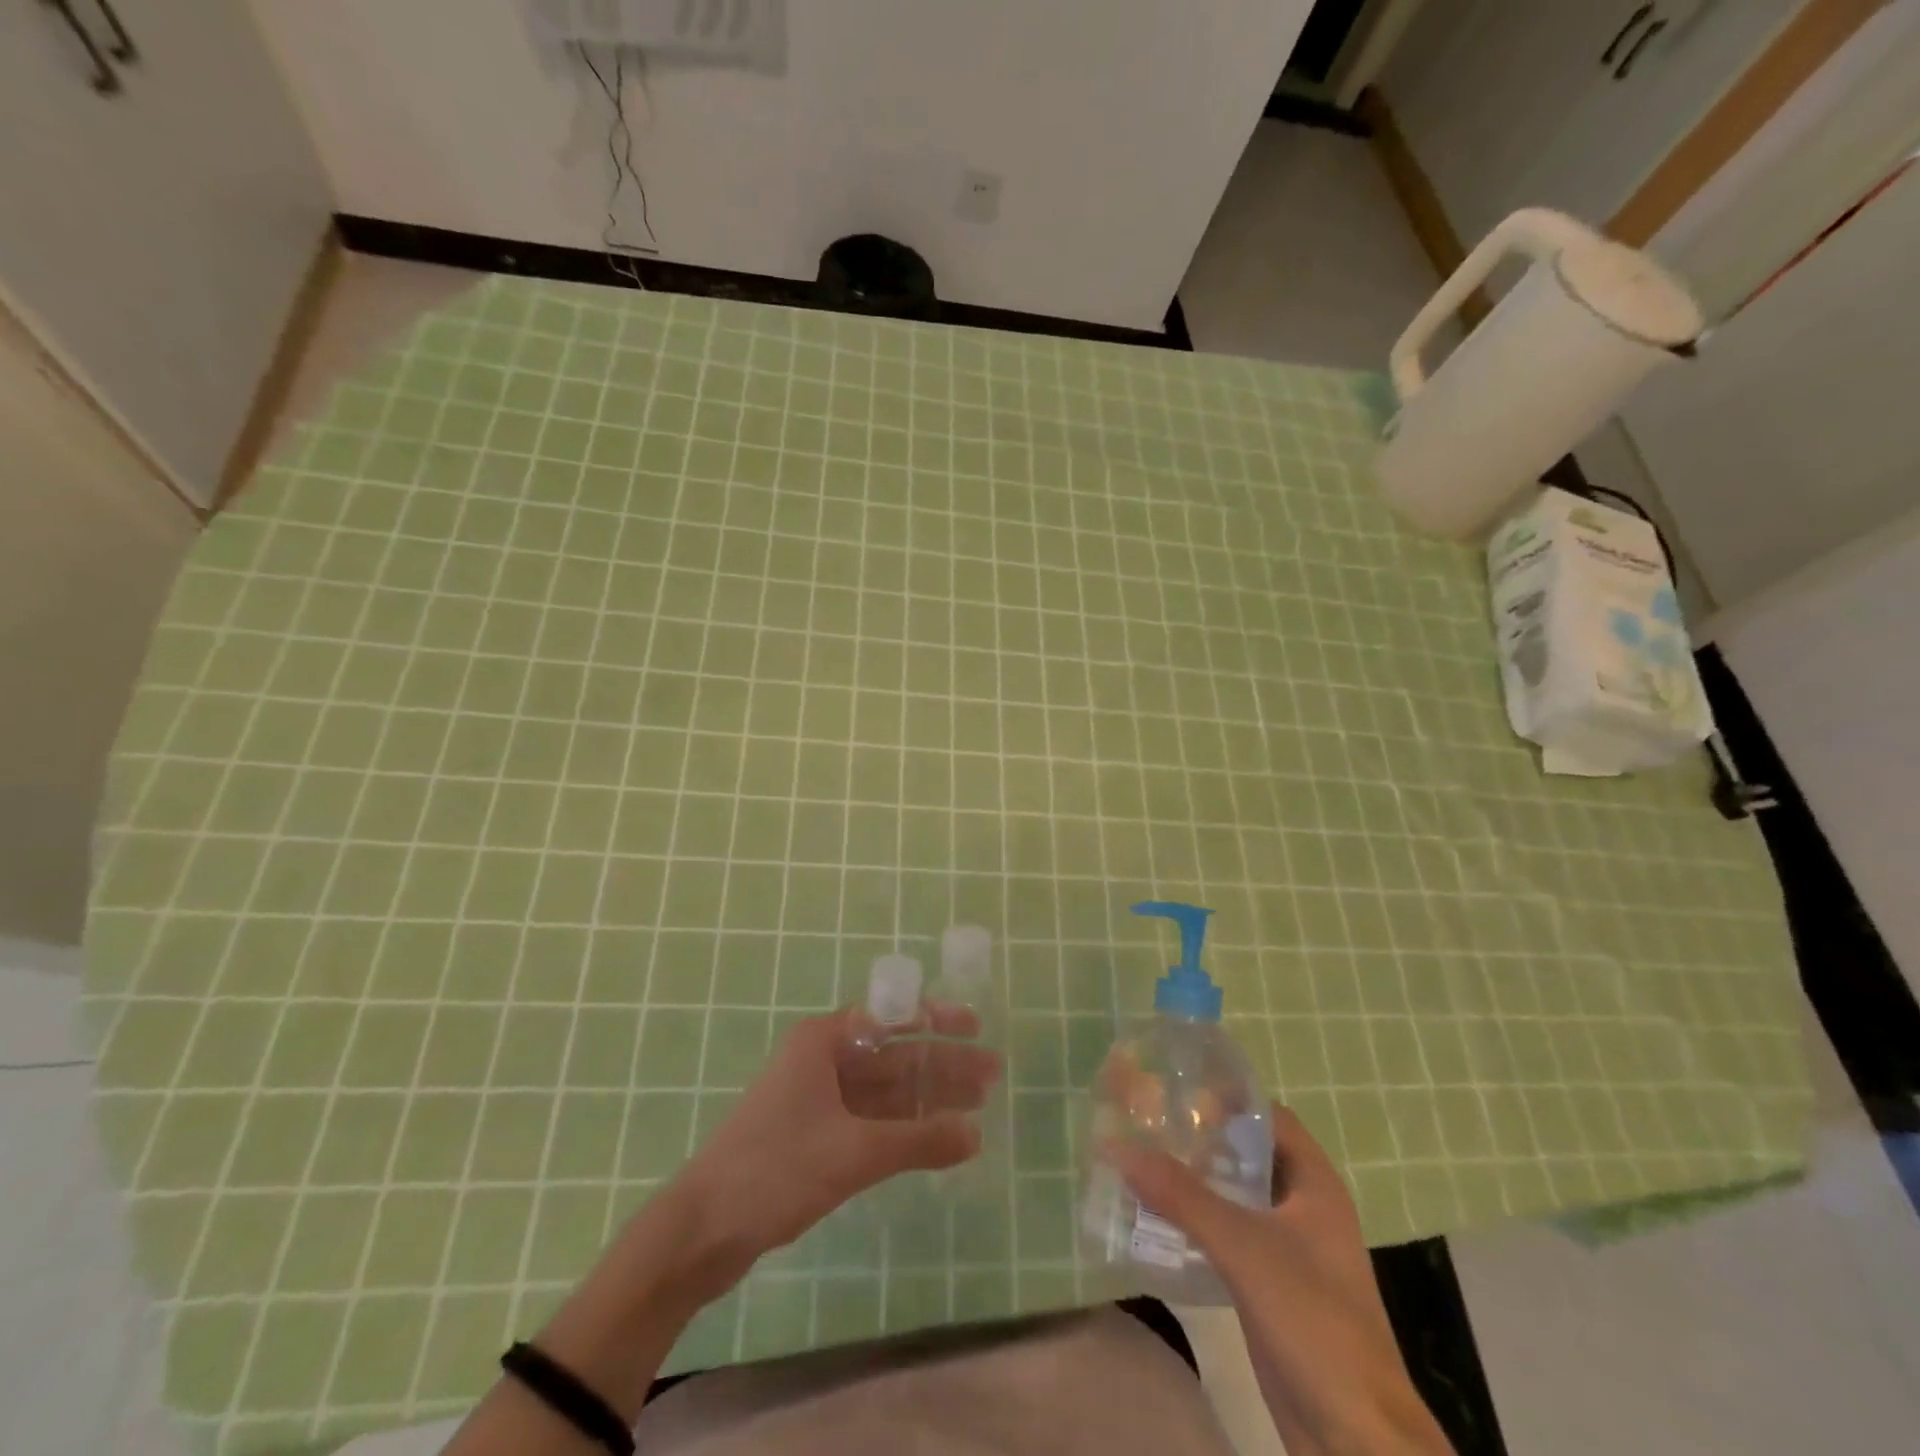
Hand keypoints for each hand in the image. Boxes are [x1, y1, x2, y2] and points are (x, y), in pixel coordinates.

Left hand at [676, 1006, 1001, 1281]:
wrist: (702, 1230)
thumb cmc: (776, 1169)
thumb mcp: (854, 1152)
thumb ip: (918, 1142)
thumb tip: (976, 1135)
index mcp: (824, 1041)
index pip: (891, 1016)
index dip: (936, 1018)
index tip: (975, 1027)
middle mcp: (823, 1060)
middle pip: (894, 1054)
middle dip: (941, 1064)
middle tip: (992, 1076)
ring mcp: (818, 1099)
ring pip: (885, 1090)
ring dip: (928, 1097)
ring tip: (978, 1104)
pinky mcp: (815, 1135)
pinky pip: (871, 1119)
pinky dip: (904, 1126)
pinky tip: (937, 1135)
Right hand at [1108, 1105, 1453, 1455]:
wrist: (1356, 1437)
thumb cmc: (1314, 1321)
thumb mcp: (1244, 1247)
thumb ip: (1183, 1196)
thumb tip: (1120, 1147)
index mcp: (1315, 1183)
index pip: (1267, 1116)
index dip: (1226, 1097)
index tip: (1175, 1087)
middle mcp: (1303, 1206)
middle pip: (1247, 1153)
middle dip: (1201, 1138)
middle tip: (1148, 1122)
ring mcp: (1289, 1247)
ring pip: (1236, 1195)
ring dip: (1195, 1180)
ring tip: (1142, 1161)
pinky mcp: (1271, 1284)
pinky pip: (1228, 1234)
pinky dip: (1197, 1220)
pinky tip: (1157, 1218)